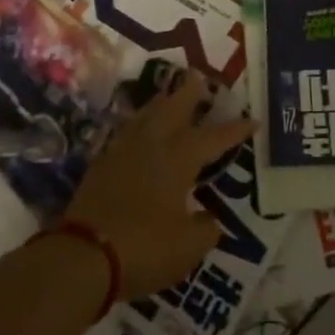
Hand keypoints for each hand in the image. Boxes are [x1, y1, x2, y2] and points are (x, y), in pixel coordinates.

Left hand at [64, 69, 256, 298]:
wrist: (82, 255)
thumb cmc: (143, 248)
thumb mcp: (187, 248)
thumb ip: (205, 229)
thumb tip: (209, 219)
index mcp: (180, 157)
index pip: (215, 137)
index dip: (235, 129)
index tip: (252, 119)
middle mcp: (153, 143)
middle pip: (175, 106)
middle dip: (191, 92)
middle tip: (201, 79)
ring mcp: (123, 150)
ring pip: (147, 113)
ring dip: (163, 102)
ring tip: (171, 97)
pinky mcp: (102, 163)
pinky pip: (127, 131)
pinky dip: (139, 124)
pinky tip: (139, 130)